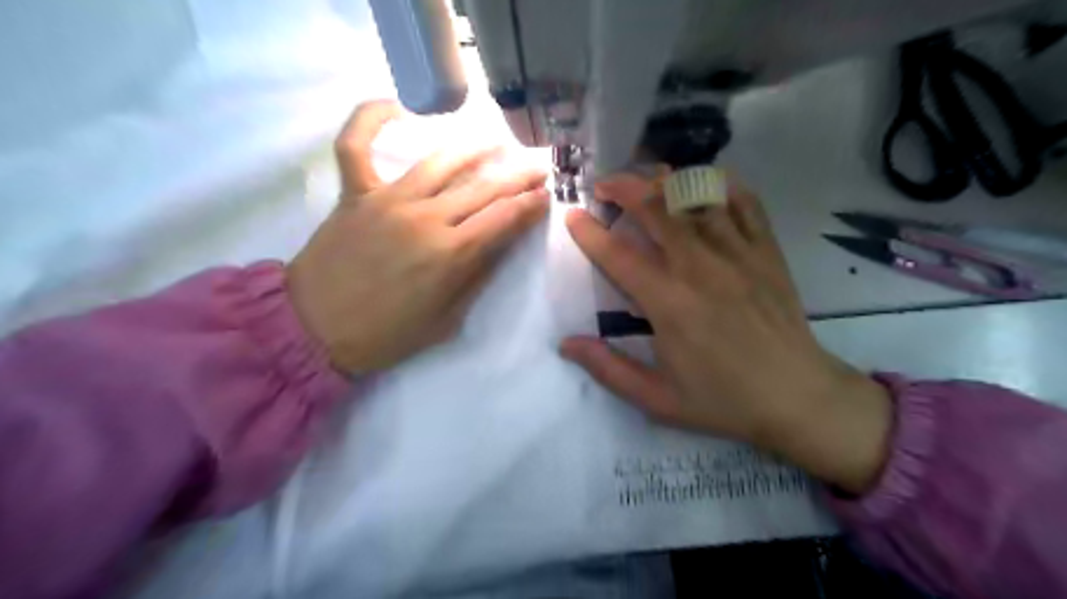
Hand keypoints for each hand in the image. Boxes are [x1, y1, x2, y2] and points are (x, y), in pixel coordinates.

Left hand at [287, 100, 545, 374]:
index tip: (545, 196)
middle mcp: (425, 219)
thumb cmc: (385, 335)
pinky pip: (356, 145)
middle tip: (536, 168)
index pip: (503, 220)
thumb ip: (475, 278)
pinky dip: (370, 120)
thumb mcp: (445, 321)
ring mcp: (386, 200)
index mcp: (450, 255)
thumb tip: (498, 246)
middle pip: (481, 188)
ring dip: (473, 148)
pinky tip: (395, 107)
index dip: (529, 206)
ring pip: (438, 162)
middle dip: (516, 177)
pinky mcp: (353, 193)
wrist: (314, 330)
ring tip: (496, 141)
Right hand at [566, 170, 893, 492]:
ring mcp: (737, 252)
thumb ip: (609, 369)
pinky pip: (742, 200)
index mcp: (669, 304)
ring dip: (664, 180)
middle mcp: (700, 267)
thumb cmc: (723, 399)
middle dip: (623, 187)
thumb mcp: (658, 399)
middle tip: (604, 186)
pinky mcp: (766, 249)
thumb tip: (566, 344)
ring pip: (695, 196)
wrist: (796, 395)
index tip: (572, 216)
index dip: (589, 232)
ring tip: (645, 180)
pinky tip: (702, 181)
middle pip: (655, 208)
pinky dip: (718, 183)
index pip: (618, 255)